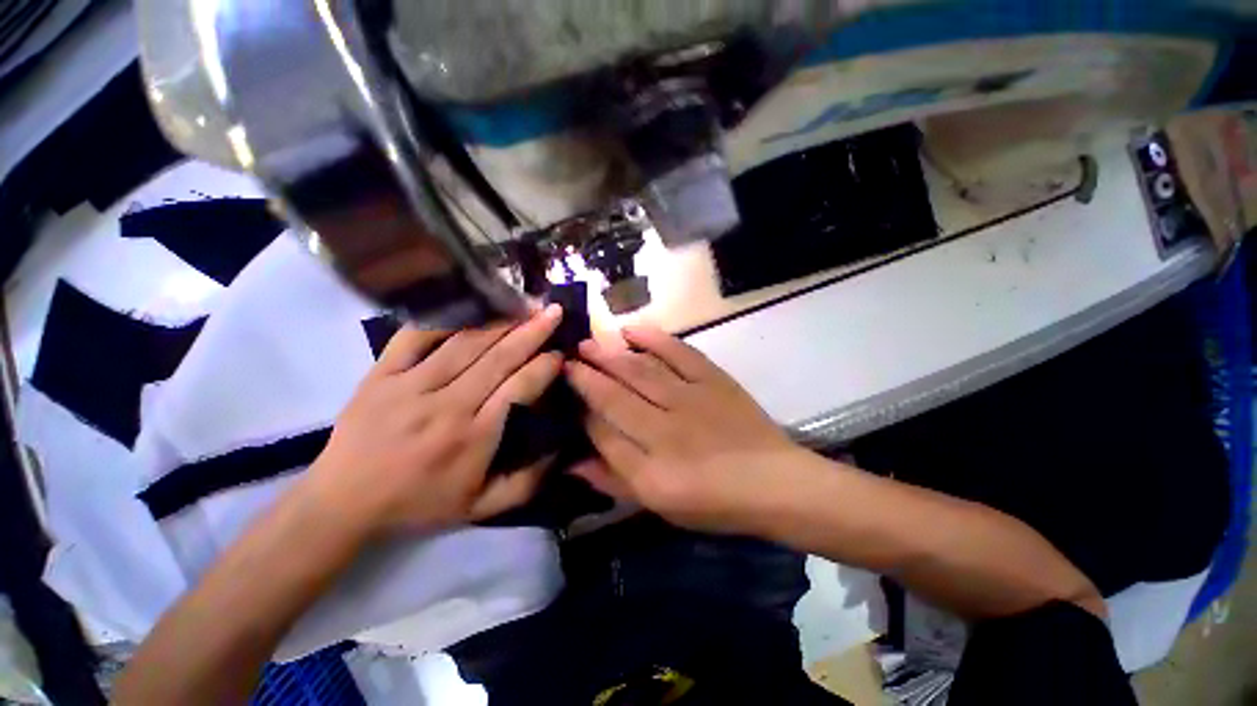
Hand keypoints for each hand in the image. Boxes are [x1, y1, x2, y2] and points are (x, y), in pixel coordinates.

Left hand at [301, 305, 563, 535]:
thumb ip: (526, 484)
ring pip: (464, 342)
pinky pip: (415, 335)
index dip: (544, 366)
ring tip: (523, 305)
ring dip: (499, 321)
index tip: (560, 353)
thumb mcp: (479, 508)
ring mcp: (410, 385)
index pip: (520, 388)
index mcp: (473, 436)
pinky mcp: (381, 373)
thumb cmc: (417, 504)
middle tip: (554, 311)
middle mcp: (447, 404)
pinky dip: (445, 317)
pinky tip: (468, 305)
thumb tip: (562, 452)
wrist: (341, 503)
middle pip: (498, 358)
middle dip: (532, 332)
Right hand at [564, 325, 806, 533]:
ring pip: (640, 372)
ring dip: (609, 356)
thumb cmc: (715, 502)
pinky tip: (631, 330)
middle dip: (586, 376)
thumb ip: (615, 481)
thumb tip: (572, 462)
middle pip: (615, 397)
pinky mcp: (713, 380)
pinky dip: (654, 338)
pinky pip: (679, 353)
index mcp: (652, 473)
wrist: (775, 483)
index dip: (580, 411)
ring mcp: (691, 400)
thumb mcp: (660, 506)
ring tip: (587, 344)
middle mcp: (666, 432)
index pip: (602, 433)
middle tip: (566, 358)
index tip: (565, 394)